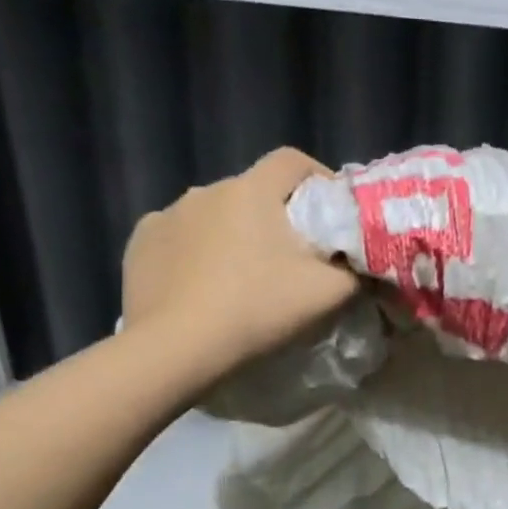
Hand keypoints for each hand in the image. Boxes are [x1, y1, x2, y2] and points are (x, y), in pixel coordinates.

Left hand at [121, 148, 359, 388]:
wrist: (176, 348)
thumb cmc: (258, 309)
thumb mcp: (328, 294)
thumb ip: (357, 271)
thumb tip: (367, 262)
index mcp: (252, 190)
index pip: (293, 160)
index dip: (318, 178)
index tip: (332, 212)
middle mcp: (206, 190)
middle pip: (253, 192)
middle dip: (275, 217)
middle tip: (292, 259)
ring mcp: (166, 215)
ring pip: (214, 216)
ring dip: (233, 235)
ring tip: (244, 278)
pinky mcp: (140, 245)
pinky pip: (179, 239)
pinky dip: (196, 254)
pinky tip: (202, 287)